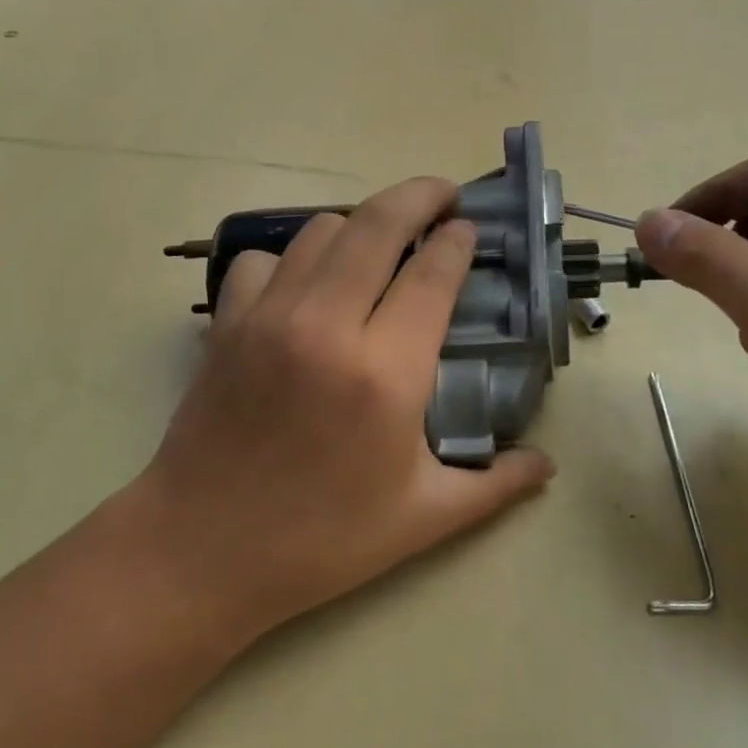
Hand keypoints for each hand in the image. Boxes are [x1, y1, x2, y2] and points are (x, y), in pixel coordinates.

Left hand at [135, 177, 553, 641]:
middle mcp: (327, 327)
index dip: (458, 241)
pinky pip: (262, 259)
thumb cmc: (321, 540)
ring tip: (380, 245)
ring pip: (321, 230)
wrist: (200, 552)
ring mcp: (269, 317)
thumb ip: (494, 485)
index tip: (470, 228)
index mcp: (386, 373)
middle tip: (442, 196)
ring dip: (359, 226)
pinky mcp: (227, 324)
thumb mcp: (423, 519)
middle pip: (378, 223)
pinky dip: (290, 259)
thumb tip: (547, 465)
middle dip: (419, 195)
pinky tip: (306, 286)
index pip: (432, 273)